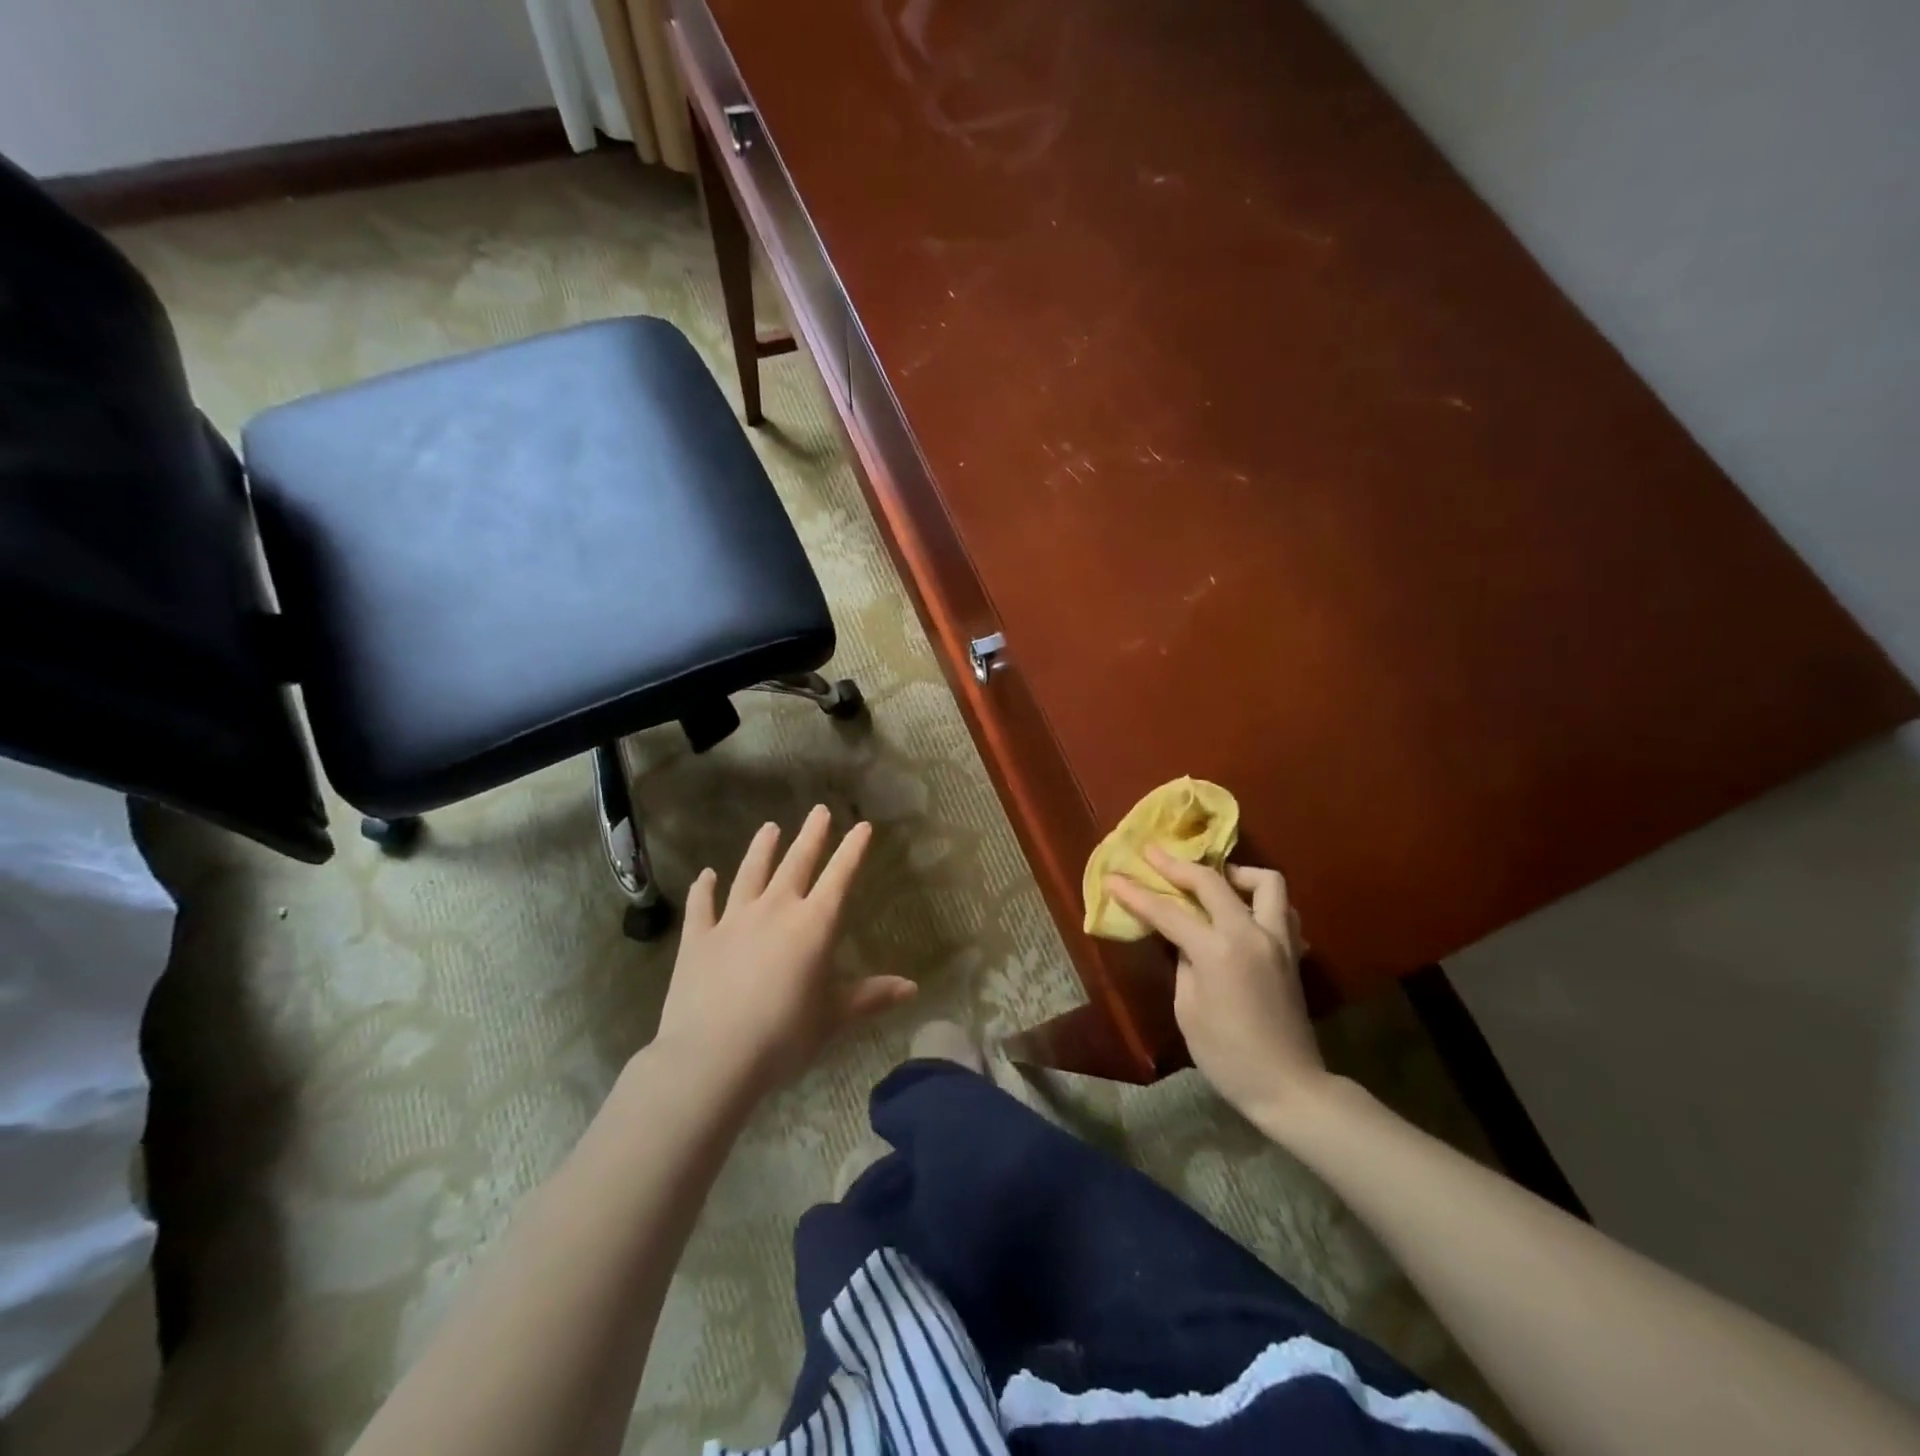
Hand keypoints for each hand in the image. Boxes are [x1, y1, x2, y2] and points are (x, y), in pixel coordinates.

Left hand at [653, 806, 916, 1098]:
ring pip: (750, 874)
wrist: (712, 1056)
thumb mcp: (833, 1018)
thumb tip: (913, 988)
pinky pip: (702, 905)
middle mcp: (775, 910)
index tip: (862, 826)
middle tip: (818, 810)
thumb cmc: (783, 1036)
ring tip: (769, 827)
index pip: (839, 877)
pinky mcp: (698, 938)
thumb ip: (871, 997)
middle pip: (796, 863)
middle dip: (811, 836)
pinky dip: (704, 888)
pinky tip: (706, 875)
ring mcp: (733, 920)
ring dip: (761, 849)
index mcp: (813, 926)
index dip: (852, 850)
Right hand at [1107, 849, 1326, 1120]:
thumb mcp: (1188, 1009)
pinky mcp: (1293, 951)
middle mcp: (1250, 934)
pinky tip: (1243, 912)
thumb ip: (1183, 963)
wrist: (1289, 1087)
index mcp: (1218, 951)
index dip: (1137, 894)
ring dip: (1235, 874)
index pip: (1168, 911)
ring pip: (1264, 882)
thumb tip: (1183, 939)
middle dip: (1177, 866)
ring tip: (1214, 881)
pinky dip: (1260, 900)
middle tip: (1153, 855)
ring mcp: (1278, 939)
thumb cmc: (1227, 1056)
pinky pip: (1281, 908)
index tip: (1113, 877)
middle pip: (1212, 881)